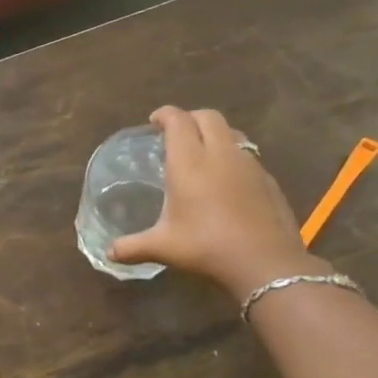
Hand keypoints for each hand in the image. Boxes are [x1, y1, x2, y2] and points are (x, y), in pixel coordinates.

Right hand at [109, 106, 325, 300]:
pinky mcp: (268, 180)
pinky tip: (226, 181)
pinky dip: (232, 156)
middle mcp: (220, 155)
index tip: (154, 121)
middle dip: (190, 118)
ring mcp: (249, 165)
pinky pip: (248, 155)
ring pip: (232, 133)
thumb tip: (109, 253)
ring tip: (202, 152)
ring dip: (215, 134)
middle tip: (176, 133)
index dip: (165, 114)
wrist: (266, 263)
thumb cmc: (207, 247)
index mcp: (190, 162)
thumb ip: (132, 247)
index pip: (178, 121)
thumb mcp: (163, 247)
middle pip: (208, 117)